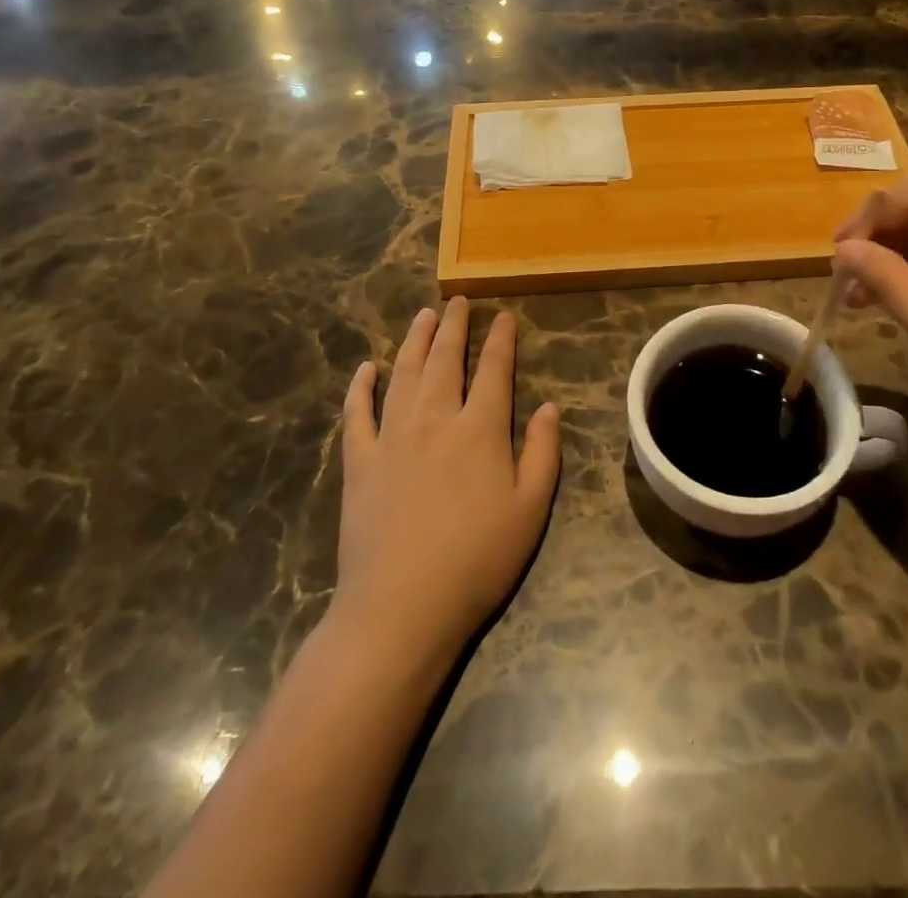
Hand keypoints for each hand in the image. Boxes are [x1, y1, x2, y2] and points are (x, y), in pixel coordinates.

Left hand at [336, 299, 561, 665]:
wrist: (401, 606)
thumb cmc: (477, 560)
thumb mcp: (531, 509)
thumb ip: (543, 452)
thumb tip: (549, 407)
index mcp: (480, 430)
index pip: (494, 371)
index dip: (501, 340)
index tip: (503, 316)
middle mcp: (435, 420)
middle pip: (445, 361)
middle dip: (454, 327)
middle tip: (458, 301)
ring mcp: (391, 438)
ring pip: (404, 375)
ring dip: (414, 341)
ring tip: (423, 316)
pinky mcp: (359, 463)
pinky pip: (357, 413)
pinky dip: (361, 387)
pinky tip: (367, 368)